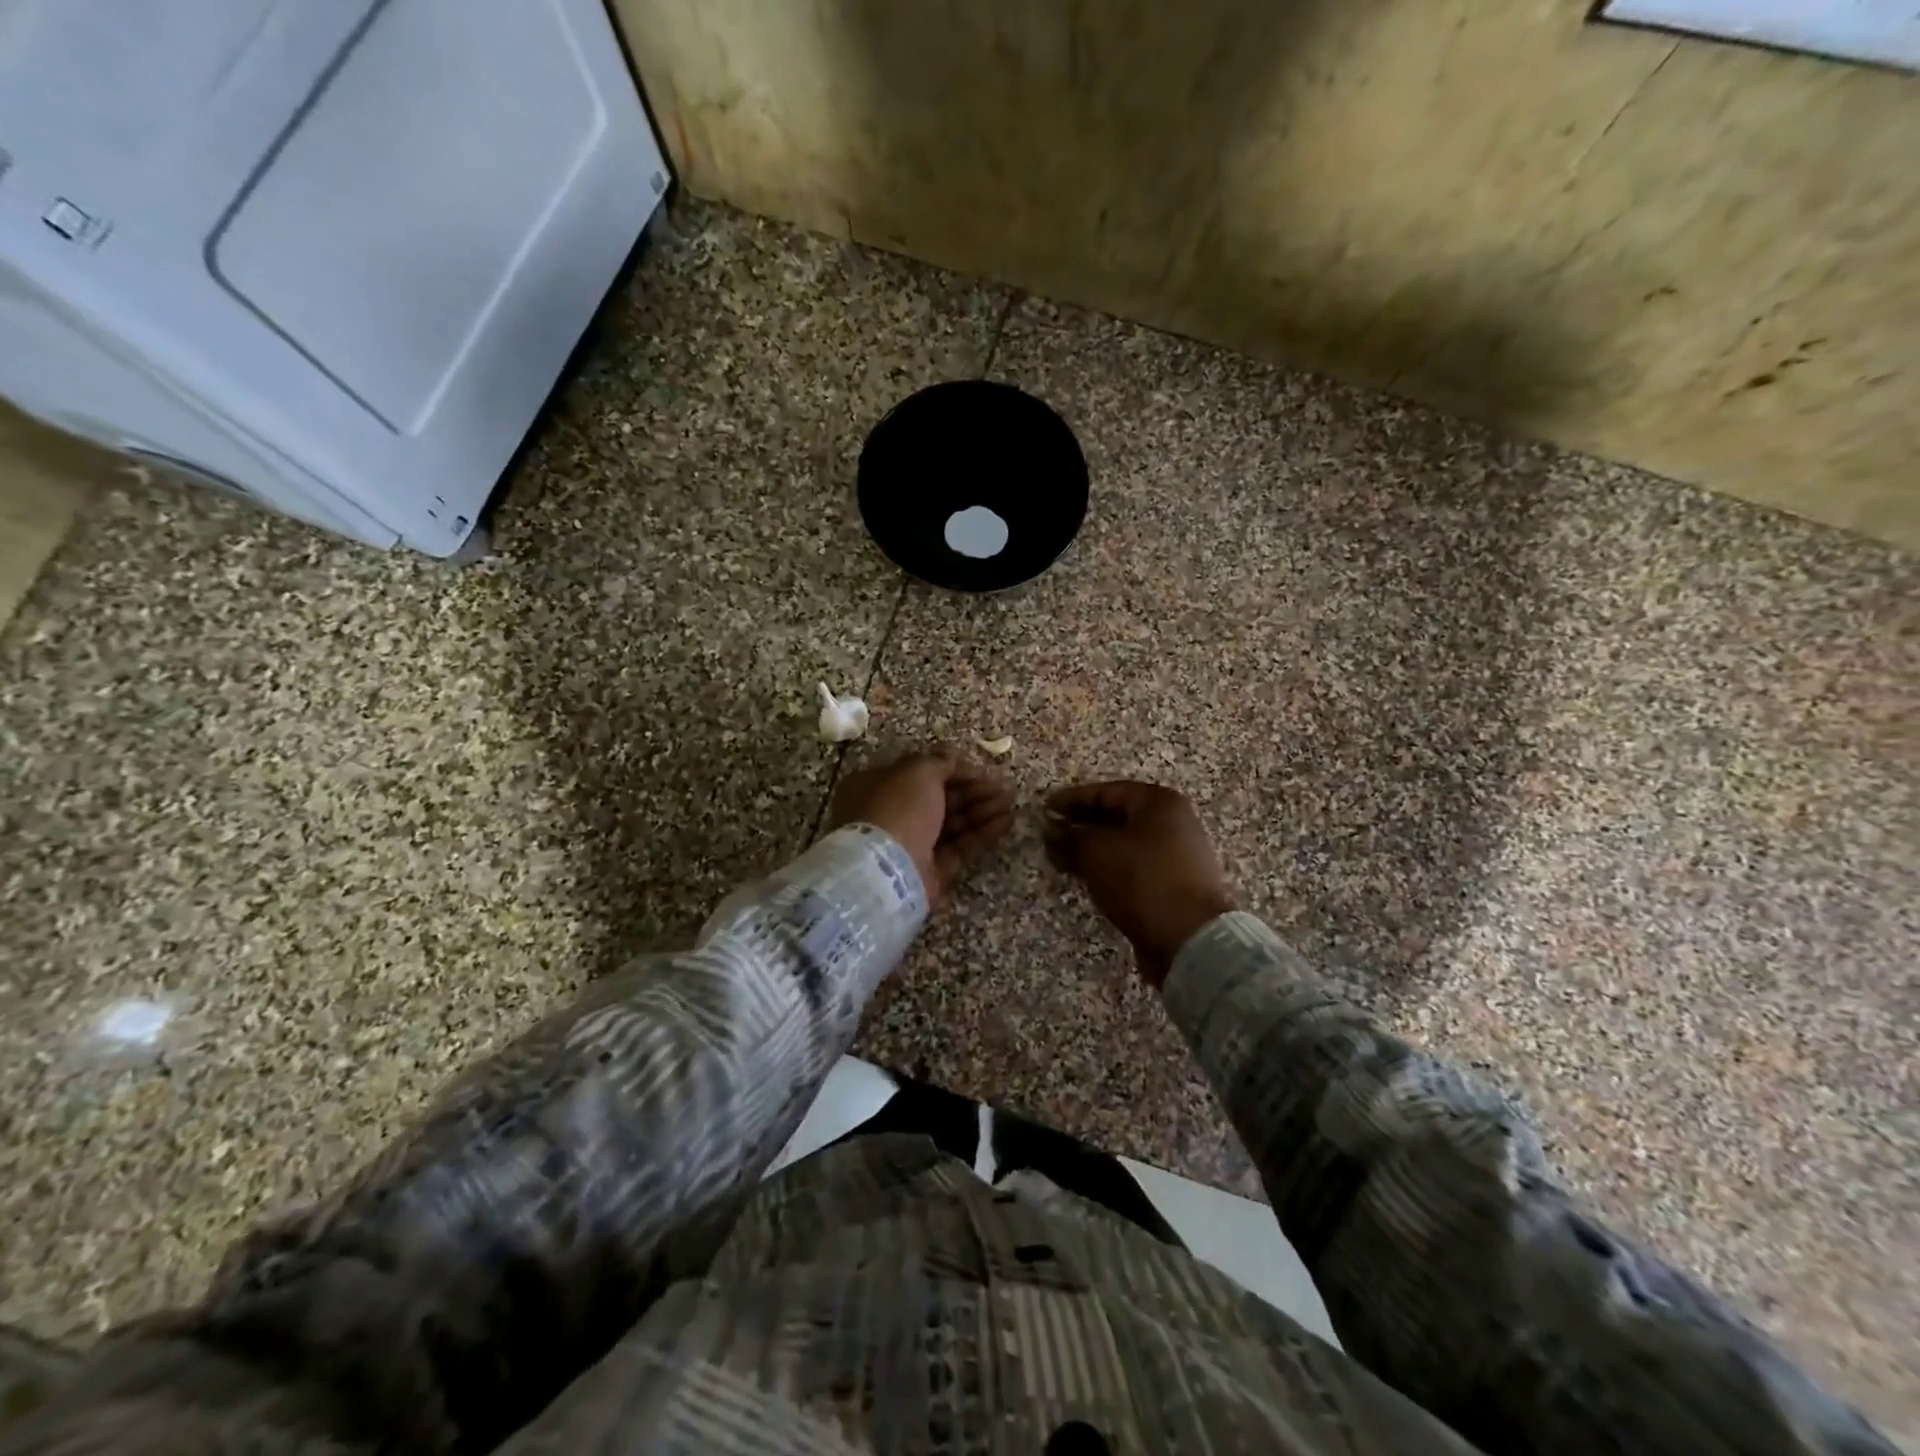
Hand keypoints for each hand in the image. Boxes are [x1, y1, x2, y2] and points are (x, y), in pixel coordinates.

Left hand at [826, 748, 1013, 906]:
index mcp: (879, 787)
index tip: (981, 770)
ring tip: (1010, 804)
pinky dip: (982, 834)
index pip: (920, 775)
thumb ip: (940, 762)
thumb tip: (955, 760)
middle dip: (973, 792)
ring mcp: (911, 845)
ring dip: (982, 811)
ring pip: (952, 824)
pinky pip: (960, 848)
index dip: (952, 770)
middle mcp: (892, 815)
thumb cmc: (898, 807)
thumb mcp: (918, 771)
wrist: (887, 870)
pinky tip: (1006, 822)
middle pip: (939, 799)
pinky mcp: (931, 871)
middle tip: (1003, 788)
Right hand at [1043, 781, 1235, 987]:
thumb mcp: (1097, 852)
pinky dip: (1108, 868)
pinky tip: (1087, 878)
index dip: (1072, 800)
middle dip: (1080, 826)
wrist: (1190, 938)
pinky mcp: (1174, 884)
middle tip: (1050, 836)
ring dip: (1092, 850)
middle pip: (1117, 817)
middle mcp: (1173, 822)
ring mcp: (1177, 854)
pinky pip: (1133, 867)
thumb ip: (1070, 836)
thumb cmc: (1142, 880)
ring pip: (1124, 844)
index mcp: (1159, 802)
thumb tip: (1051, 831)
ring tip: (1061, 859)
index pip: (1106, 791)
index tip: (1044, 810)